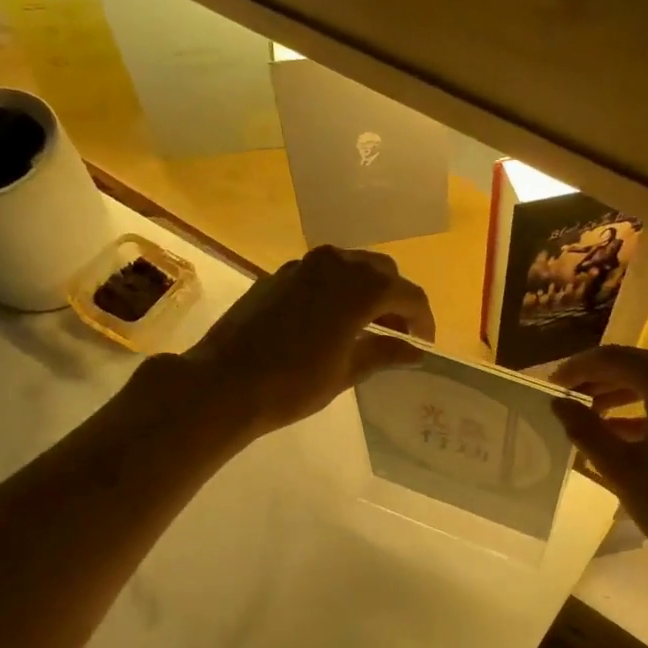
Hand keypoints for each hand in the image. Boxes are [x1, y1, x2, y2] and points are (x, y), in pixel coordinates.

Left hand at [178, 246, 435, 438]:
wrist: (224, 382)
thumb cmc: (294, 383)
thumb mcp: (347, 371)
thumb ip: (385, 353)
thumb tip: (415, 351)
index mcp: (360, 287)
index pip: (408, 294)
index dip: (422, 319)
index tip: (423, 345)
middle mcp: (335, 264)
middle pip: (381, 271)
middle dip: (395, 299)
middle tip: (396, 334)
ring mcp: (303, 266)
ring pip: (350, 267)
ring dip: (366, 291)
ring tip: (365, 328)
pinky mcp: (279, 275)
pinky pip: (321, 275)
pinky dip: (336, 291)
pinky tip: (329, 323)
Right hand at [550, 347, 647, 594]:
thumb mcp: (622, 470)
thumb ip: (585, 429)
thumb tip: (558, 403)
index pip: (614, 358)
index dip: (577, 368)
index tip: (550, 384)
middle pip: (638, 365)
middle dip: (598, 379)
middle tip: (565, 397)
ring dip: (620, 393)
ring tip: (586, 413)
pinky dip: (645, 408)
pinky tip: (618, 430)